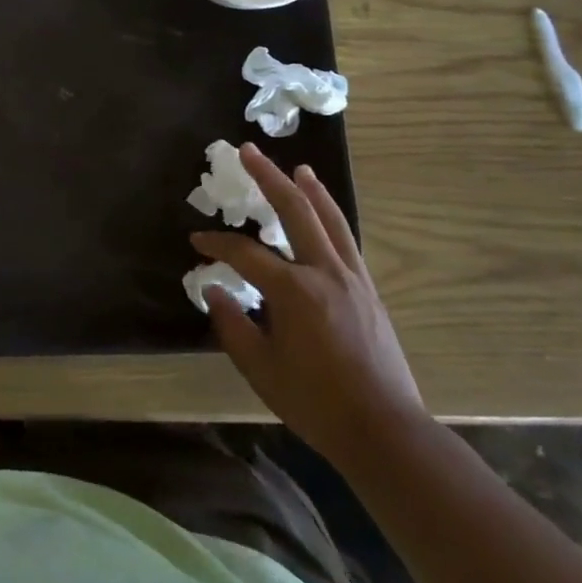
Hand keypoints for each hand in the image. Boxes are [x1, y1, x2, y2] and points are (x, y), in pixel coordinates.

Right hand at [193, 144, 426, 470]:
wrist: (385, 431)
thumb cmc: (316, 402)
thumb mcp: (260, 368)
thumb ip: (231, 324)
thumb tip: (213, 290)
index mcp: (293, 290)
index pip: (244, 253)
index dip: (216, 244)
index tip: (196, 242)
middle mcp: (324, 271)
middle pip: (294, 210)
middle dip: (267, 177)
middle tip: (247, 151)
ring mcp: (352, 278)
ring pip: (329, 219)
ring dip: (309, 190)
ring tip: (296, 168)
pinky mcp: (369, 291)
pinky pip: (346, 240)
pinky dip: (331, 217)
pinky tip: (324, 215)